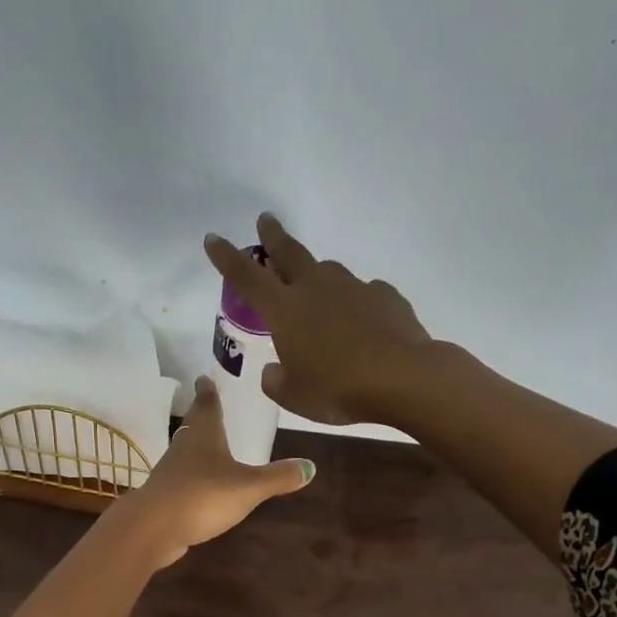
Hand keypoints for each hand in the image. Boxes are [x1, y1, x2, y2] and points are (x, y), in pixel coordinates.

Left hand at [124, 374, 313, 567]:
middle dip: (201, 416)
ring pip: (185, 452)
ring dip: (195, 447)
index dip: (208, 391)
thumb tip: (310, 466)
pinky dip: (192, 477)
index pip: (207, 405)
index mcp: (204, 436)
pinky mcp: (164, 496)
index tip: (204, 377)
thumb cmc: (203, 495)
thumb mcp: (248, 487)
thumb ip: (277, 477)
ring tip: (209, 445)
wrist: (153, 528)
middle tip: (208, 405)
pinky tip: (201, 485)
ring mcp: (170, 473)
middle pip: (193, 427)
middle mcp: (184, 448)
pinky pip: (182, 480)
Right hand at [204, 212, 431, 425]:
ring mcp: (353, 287)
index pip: (246, 277)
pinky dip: (355, 303)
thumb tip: (274, 371)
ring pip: (328, 271)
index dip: (226, 257)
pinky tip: (361, 323)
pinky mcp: (385, 295)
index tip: (213, 238)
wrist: (402, 377)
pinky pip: (363, 293)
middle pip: (289, 252)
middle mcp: (316, 288)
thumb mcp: (294, 396)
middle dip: (273, 236)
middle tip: (266, 220)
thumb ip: (277, 381)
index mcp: (285, 310)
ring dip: (317, 275)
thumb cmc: (337, 389)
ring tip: (317, 290)